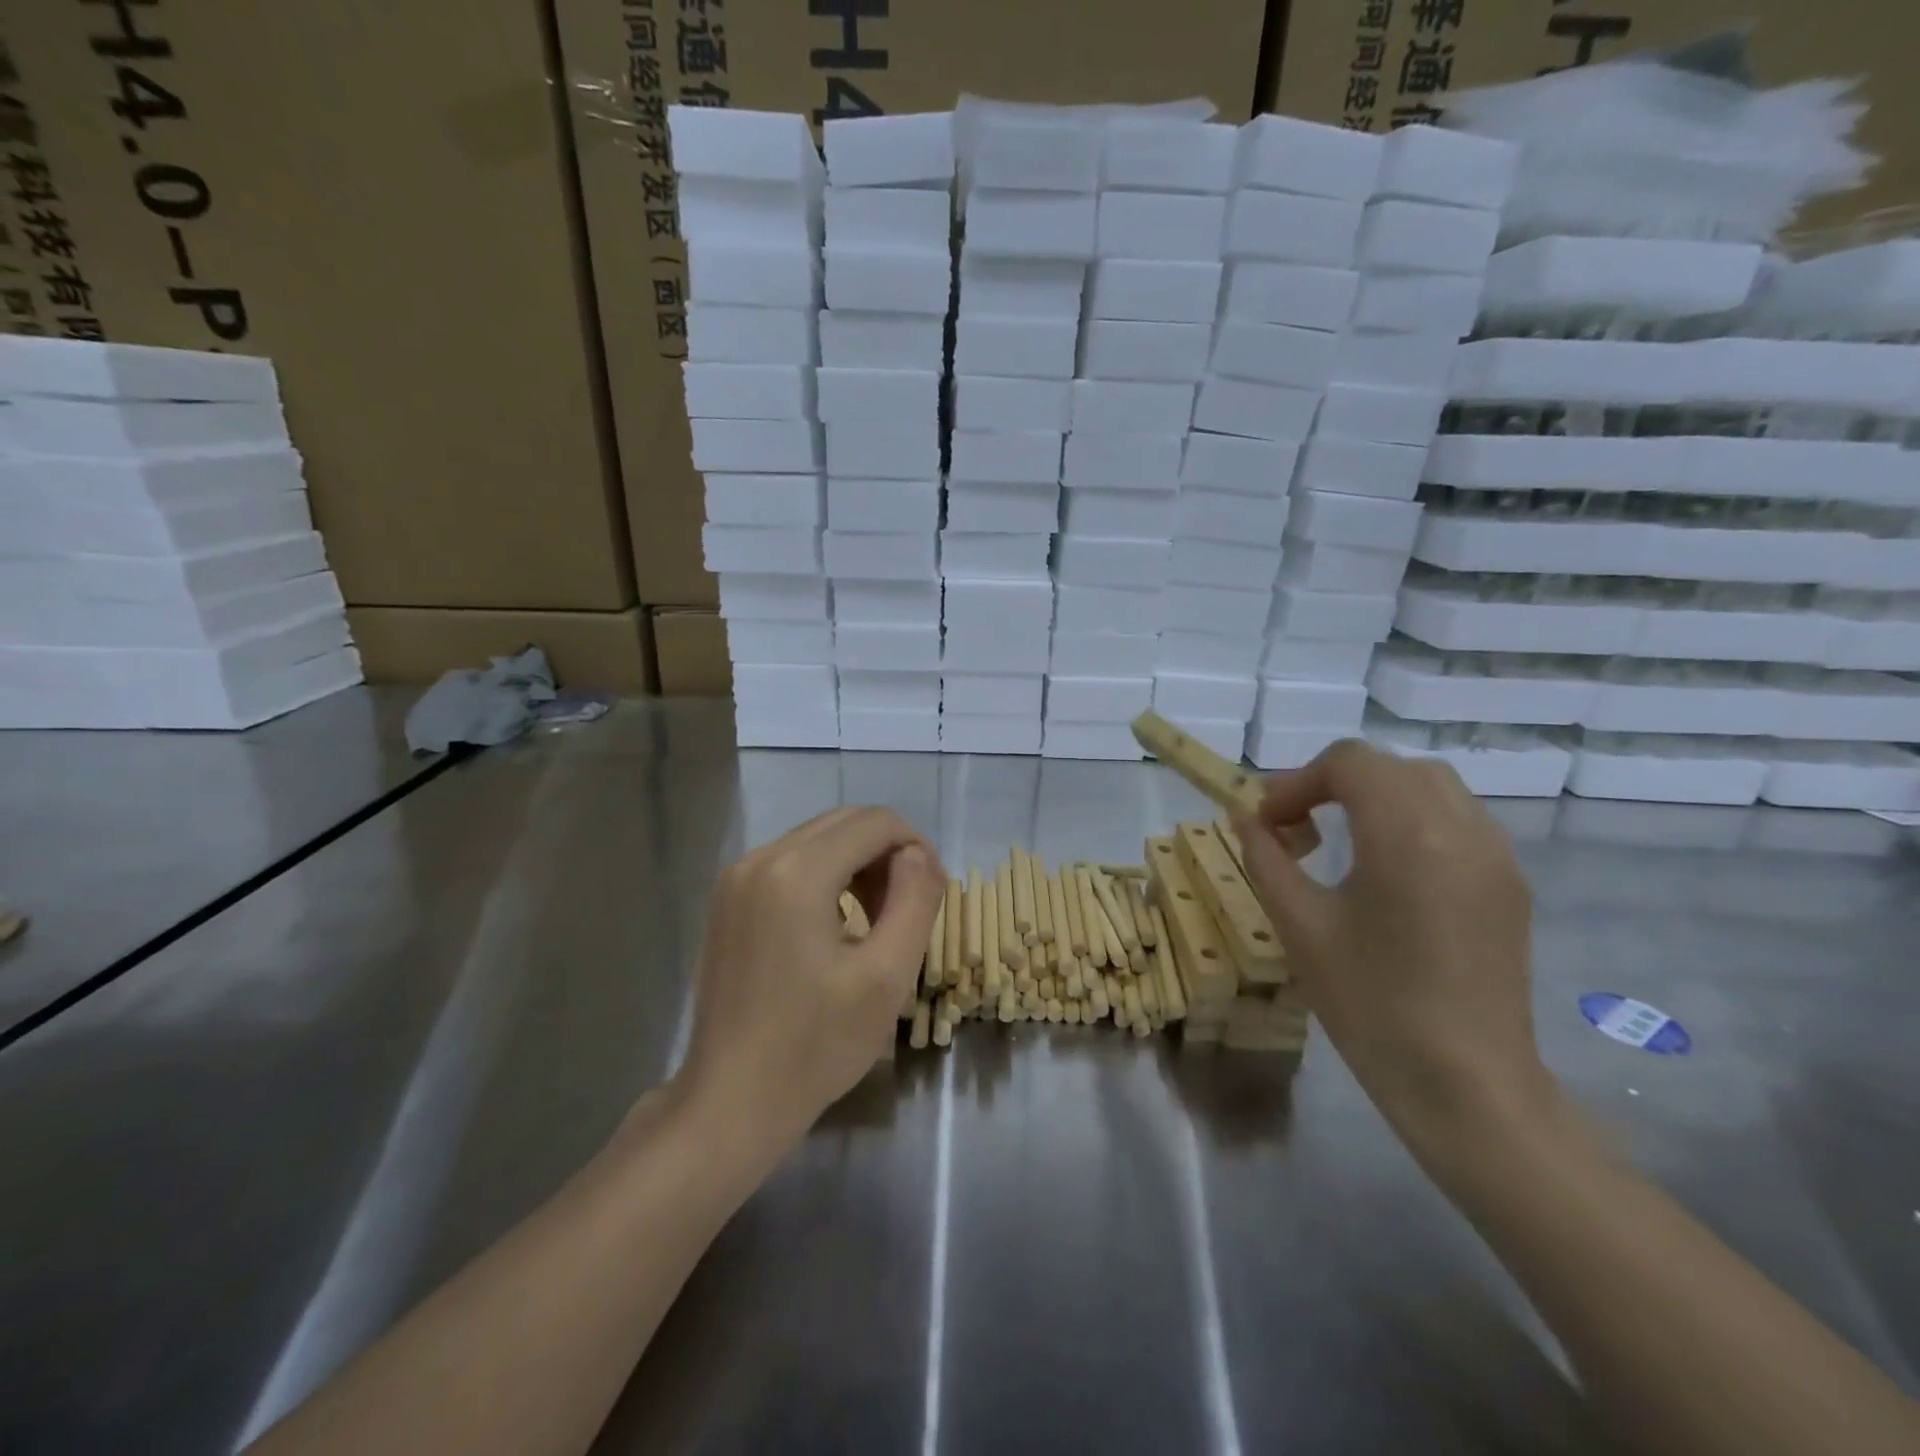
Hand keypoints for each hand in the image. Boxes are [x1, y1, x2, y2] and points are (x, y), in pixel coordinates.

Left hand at [679, 808, 945, 1152]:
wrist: (731, 1101)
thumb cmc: (815, 1046)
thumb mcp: (887, 976)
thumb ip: (915, 899)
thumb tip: (917, 854)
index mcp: (797, 872)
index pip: (875, 822)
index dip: (916, 847)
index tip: (932, 895)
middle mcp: (760, 858)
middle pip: (845, 823)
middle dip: (887, 854)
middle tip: (906, 911)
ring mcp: (736, 878)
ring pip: (818, 840)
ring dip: (857, 865)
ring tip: (875, 922)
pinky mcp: (727, 900)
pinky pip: (790, 863)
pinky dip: (824, 878)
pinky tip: (834, 927)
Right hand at [1231, 741, 1548, 1154]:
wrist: (1465, 1084)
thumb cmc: (1370, 1004)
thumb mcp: (1300, 926)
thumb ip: (1266, 858)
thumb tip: (1243, 817)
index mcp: (1408, 835)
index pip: (1351, 762)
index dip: (1298, 781)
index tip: (1267, 821)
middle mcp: (1463, 829)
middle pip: (1391, 767)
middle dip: (1335, 784)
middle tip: (1296, 827)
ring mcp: (1496, 856)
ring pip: (1430, 787)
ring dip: (1376, 797)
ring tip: (1340, 842)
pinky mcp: (1510, 884)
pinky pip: (1458, 820)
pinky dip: (1412, 820)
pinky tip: (1388, 869)